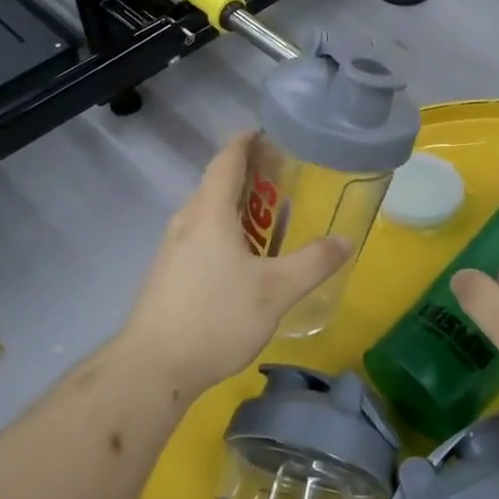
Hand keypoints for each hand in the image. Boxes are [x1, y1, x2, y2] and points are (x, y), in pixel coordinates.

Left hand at [119, 132, 348, 396]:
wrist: (153, 366)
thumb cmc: (216, 318)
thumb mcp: (276, 291)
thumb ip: (313, 263)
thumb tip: (346, 240)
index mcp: (210, 213)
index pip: (227, 160)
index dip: (246, 141)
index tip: (269, 132)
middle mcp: (186, 221)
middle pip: (216, 183)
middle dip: (248, 174)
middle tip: (284, 177)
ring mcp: (172, 248)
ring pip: (207, 212)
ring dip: (236, 205)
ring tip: (268, 216)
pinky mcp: (167, 273)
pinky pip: (200, 235)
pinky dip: (224, 230)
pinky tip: (242, 257)